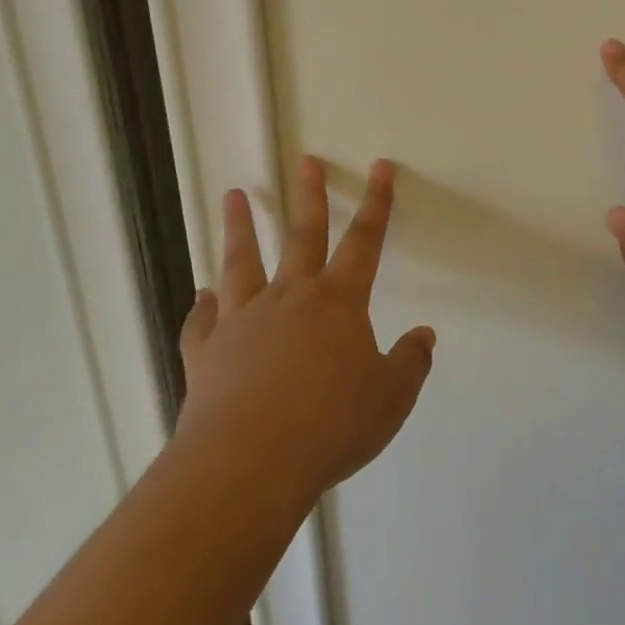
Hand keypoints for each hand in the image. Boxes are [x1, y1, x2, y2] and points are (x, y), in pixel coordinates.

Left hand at [175, 156, 434, 504]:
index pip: (365, 240)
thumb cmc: (331, 426)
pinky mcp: (208, 352)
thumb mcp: (390, 399)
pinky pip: (203, 322)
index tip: (380, 167)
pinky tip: (200, 296)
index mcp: (338, 303)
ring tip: (234, 196)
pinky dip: (202, 307)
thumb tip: (424, 336)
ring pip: (242, 263)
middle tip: (306, 160)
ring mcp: (244, 321)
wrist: (250, 463)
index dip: (377, 202)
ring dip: (241, 228)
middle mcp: (290, 299)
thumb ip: (410, 363)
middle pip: (303, 236)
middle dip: (309, 196)